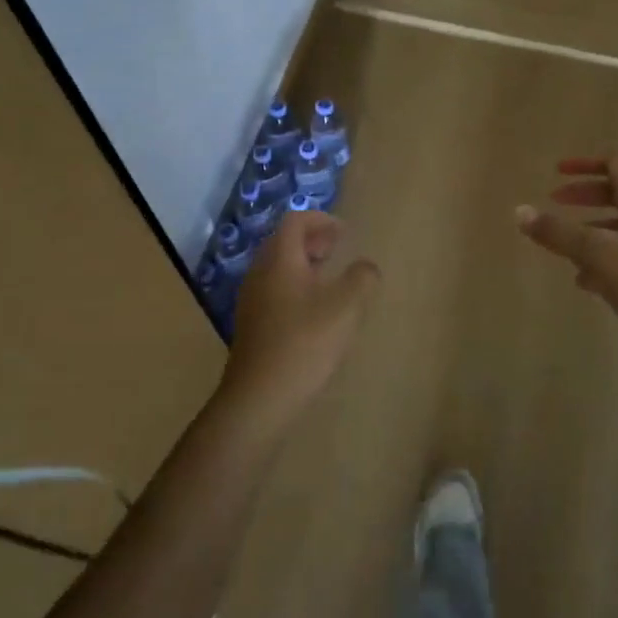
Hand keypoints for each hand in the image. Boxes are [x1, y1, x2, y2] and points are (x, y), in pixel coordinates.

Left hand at [223, 211, 380, 427]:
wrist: (259, 398)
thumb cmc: (304, 344)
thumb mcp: (345, 307)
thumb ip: (362, 278)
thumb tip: (366, 267)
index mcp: (280, 260)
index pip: (295, 221)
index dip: (321, 219)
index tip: (345, 232)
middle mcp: (260, 273)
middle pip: (283, 241)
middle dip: (312, 239)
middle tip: (338, 249)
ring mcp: (252, 299)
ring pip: (277, 266)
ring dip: (303, 262)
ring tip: (329, 278)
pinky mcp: (251, 324)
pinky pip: (273, 288)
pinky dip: (294, 284)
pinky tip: (313, 310)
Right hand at [516, 153, 617, 374]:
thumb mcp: (597, 254)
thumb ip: (558, 232)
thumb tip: (519, 211)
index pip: (617, 162)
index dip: (586, 162)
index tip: (557, 173)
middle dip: (584, 195)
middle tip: (555, 203)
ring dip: (592, 229)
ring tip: (564, 248)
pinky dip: (605, 258)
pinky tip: (586, 282)